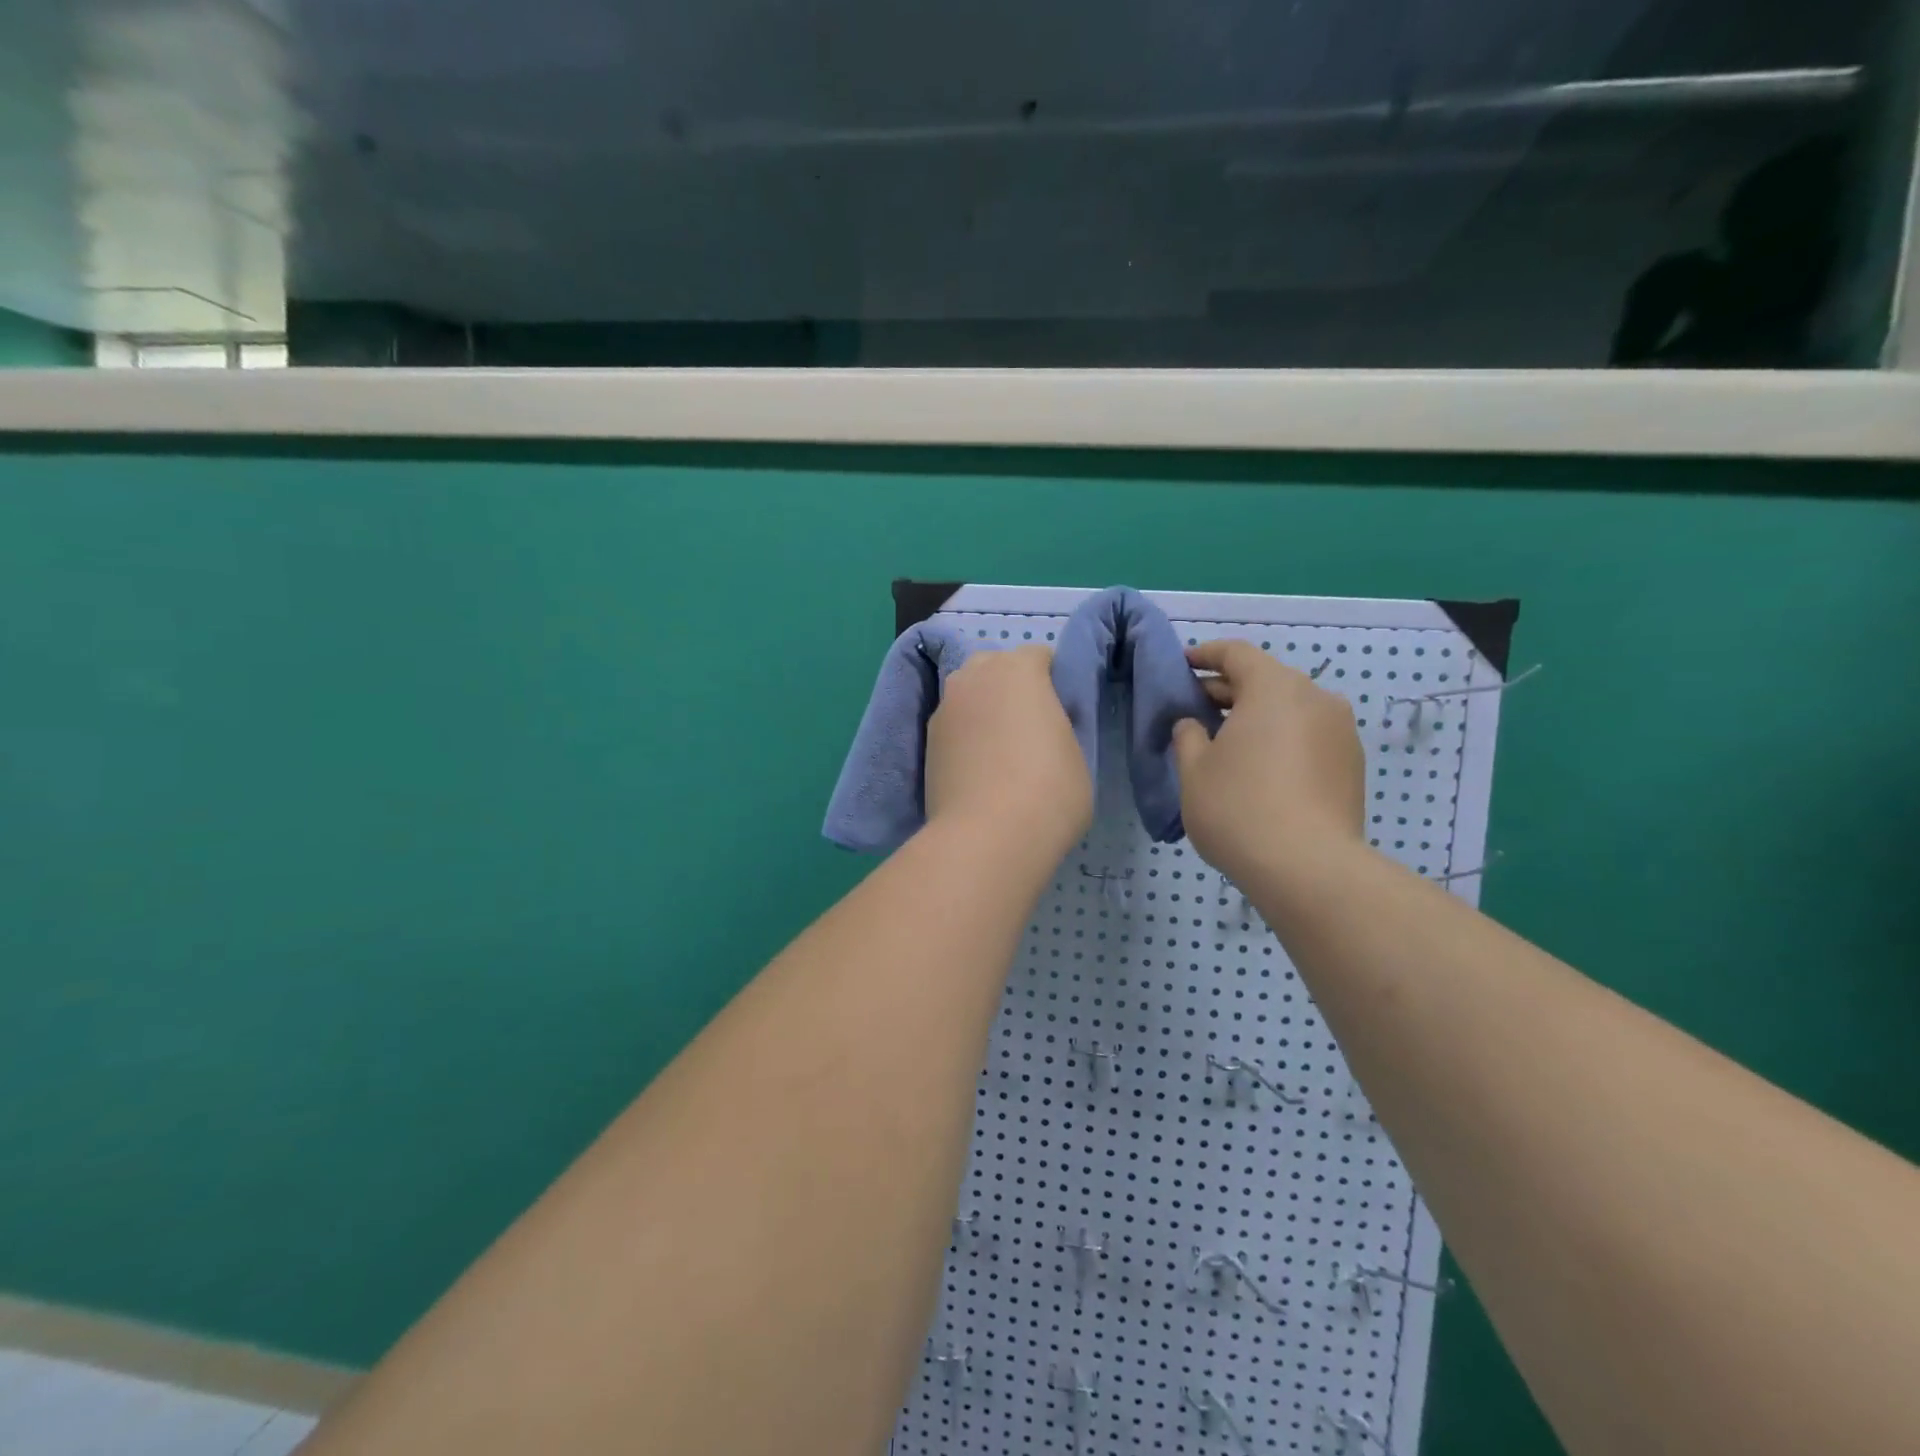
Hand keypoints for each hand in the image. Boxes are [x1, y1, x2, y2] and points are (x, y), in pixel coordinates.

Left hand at [925, 646, 1092, 867]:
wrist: (986, 837)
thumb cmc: (1048, 791)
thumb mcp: (1077, 754)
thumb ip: (1060, 726)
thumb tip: (1045, 726)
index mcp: (1018, 669)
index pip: (1038, 656)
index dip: (1053, 681)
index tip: (1061, 712)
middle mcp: (974, 676)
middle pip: (995, 667)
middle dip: (1011, 687)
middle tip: (1029, 727)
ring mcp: (944, 708)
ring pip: (968, 695)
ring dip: (983, 710)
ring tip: (999, 751)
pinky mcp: (926, 741)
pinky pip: (953, 725)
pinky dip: (964, 737)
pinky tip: (977, 770)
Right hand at [1172, 641, 1365, 884]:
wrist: (1310, 869)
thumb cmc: (1239, 808)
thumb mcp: (1194, 770)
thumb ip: (1188, 736)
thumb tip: (1194, 724)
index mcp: (1274, 688)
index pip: (1236, 654)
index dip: (1205, 655)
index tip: (1183, 664)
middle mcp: (1315, 698)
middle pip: (1266, 680)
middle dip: (1228, 690)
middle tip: (1195, 708)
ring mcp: (1340, 732)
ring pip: (1290, 709)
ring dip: (1256, 716)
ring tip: (1226, 741)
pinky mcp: (1352, 765)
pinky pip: (1307, 736)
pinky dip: (1280, 739)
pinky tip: (1258, 768)